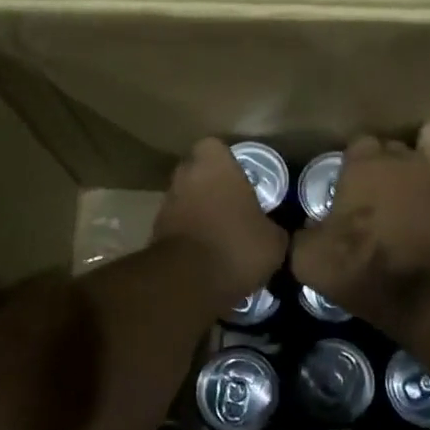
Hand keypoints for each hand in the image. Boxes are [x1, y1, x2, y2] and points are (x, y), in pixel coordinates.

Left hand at [152, 138, 288, 308]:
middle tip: (234, 205)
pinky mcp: (155, 232)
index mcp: (214, 165)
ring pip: (185, 198)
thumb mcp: (274, 241)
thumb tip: (274, 230)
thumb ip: (274, 226)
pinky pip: (178, 224)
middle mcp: (185, 177)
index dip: (227, 161)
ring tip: (222, 233)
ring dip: (199, 210)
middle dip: (212, 185)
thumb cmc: (236, 246)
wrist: (187, 282)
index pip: (214, 147)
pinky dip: (190, 233)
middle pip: (197, 172)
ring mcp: (166, 204)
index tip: (242, 178)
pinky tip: (208, 253)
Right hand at [292, 122, 429, 333]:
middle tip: (380, 192)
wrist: (420, 295)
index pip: (357, 144)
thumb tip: (306, 230)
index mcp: (363, 166)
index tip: (349, 188)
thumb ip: (304, 235)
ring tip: (422, 175)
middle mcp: (402, 160)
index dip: (354, 164)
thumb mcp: (308, 258)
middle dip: (388, 161)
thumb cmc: (359, 269)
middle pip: (394, 143)